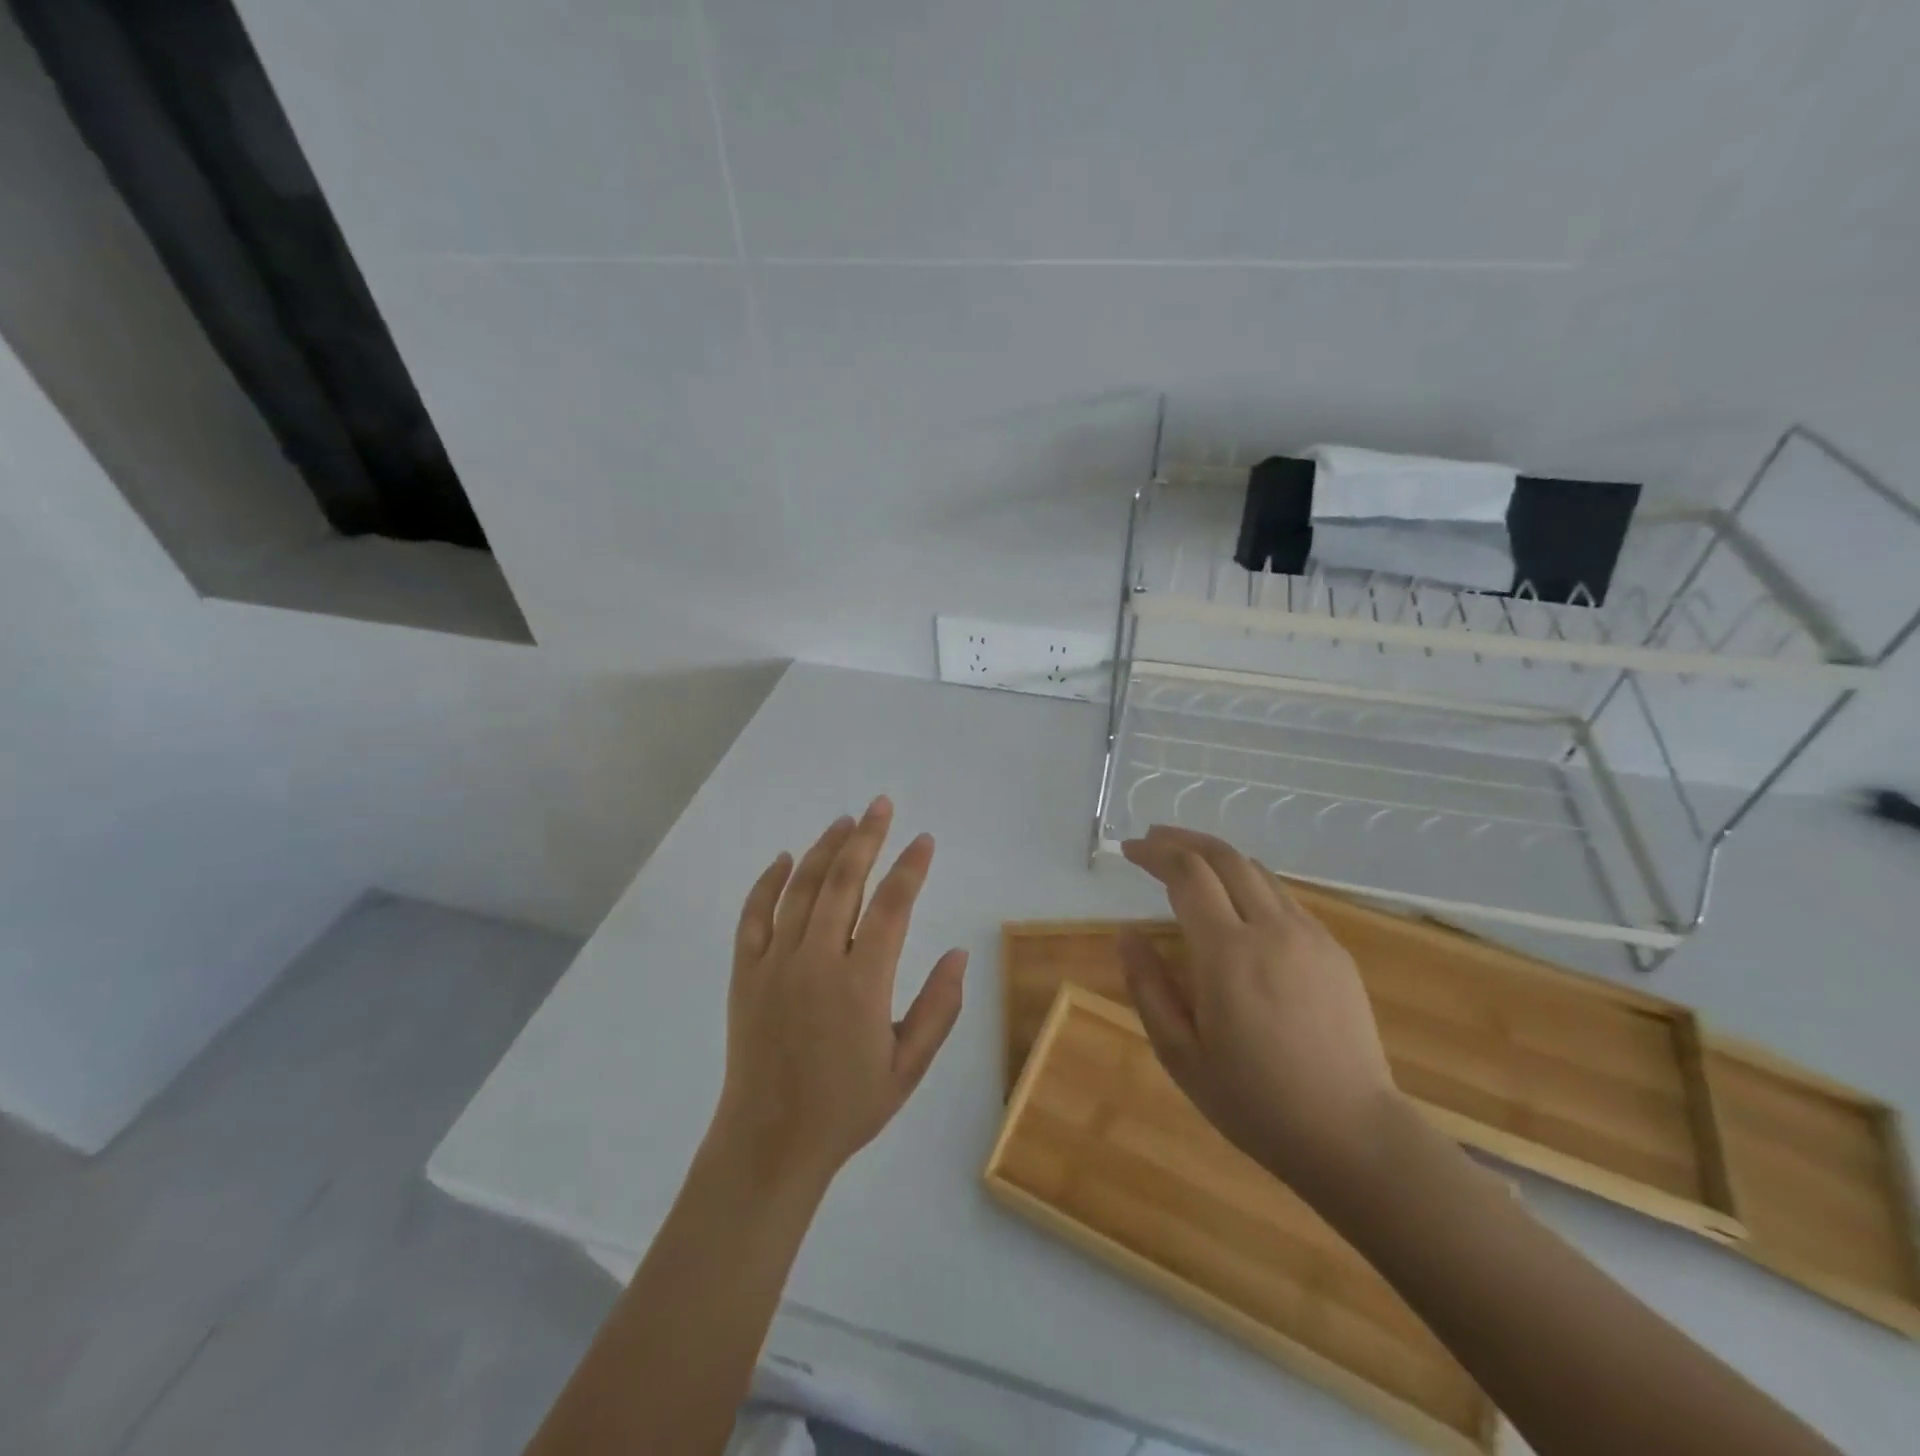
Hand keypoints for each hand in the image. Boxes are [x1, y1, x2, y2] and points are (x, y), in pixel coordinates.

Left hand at [710, 797, 967, 1194]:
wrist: (769, 1142)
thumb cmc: (847, 1107)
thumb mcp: (908, 1067)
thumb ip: (939, 1009)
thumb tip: (961, 955)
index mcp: (862, 984)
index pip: (893, 906)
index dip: (911, 867)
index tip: (924, 840)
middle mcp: (817, 961)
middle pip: (844, 882)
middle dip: (867, 838)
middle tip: (881, 805)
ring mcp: (774, 963)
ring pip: (801, 889)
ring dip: (824, 849)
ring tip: (844, 821)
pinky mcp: (744, 973)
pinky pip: (753, 915)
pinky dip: (768, 883)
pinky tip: (785, 859)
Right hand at [1118, 825, 1398, 1195]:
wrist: (1352, 1134)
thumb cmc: (1253, 1101)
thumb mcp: (1180, 1053)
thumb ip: (1148, 985)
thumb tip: (1127, 932)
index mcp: (1228, 954)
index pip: (1187, 874)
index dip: (1154, 853)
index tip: (1129, 850)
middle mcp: (1271, 929)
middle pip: (1224, 857)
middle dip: (1183, 840)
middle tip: (1152, 839)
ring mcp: (1310, 936)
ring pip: (1257, 871)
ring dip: (1216, 855)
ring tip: (1187, 860)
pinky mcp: (1334, 950)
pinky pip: (1283, 898)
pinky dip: (1249, 882)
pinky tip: (1235, 902)